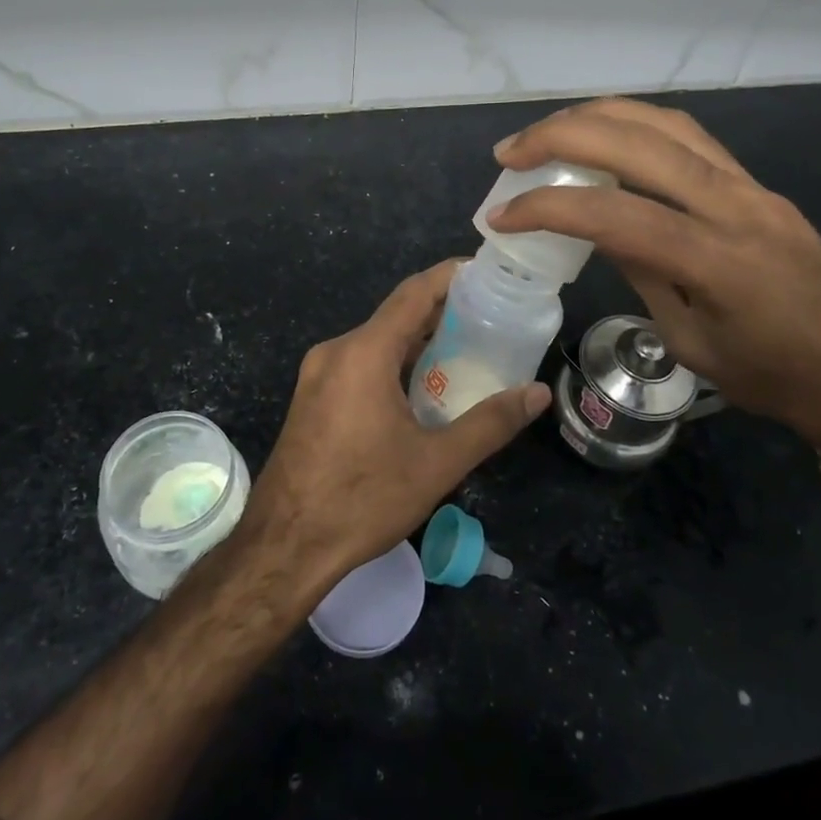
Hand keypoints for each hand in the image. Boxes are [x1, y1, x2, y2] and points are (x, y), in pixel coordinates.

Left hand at [240, 259, 550, 588]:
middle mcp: (336, 351)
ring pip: (377, 341)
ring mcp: (318, 375)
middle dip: (442, 311)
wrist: (283, 548)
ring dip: (418, 340)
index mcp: (363, 353)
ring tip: (467, 349)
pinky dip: (394, 362)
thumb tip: (537, 393)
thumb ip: (490, 423)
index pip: (414, 293)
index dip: (451, 277)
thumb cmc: (362, 500)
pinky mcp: (312, 398)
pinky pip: (360, 363)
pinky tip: (423, 386)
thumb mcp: (436, 464)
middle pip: (396, 315)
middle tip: (491, 317)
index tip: (488, 272)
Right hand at [487, 99, 820, 457]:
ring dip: (598, 117)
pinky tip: (606, 136)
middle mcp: (735, 206)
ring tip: (549, 132)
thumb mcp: (696, 344)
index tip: (501, 215)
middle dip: (562, 137)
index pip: (614, 215)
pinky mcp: (757, 183)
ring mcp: (751, 186)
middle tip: (510, 152)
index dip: (548, 208)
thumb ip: (645, 275)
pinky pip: (689, 137)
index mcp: (718, 262)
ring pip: (665, 124)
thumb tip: (598, 228)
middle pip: (638, 143)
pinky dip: (635, 125)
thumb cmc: (782, 379)